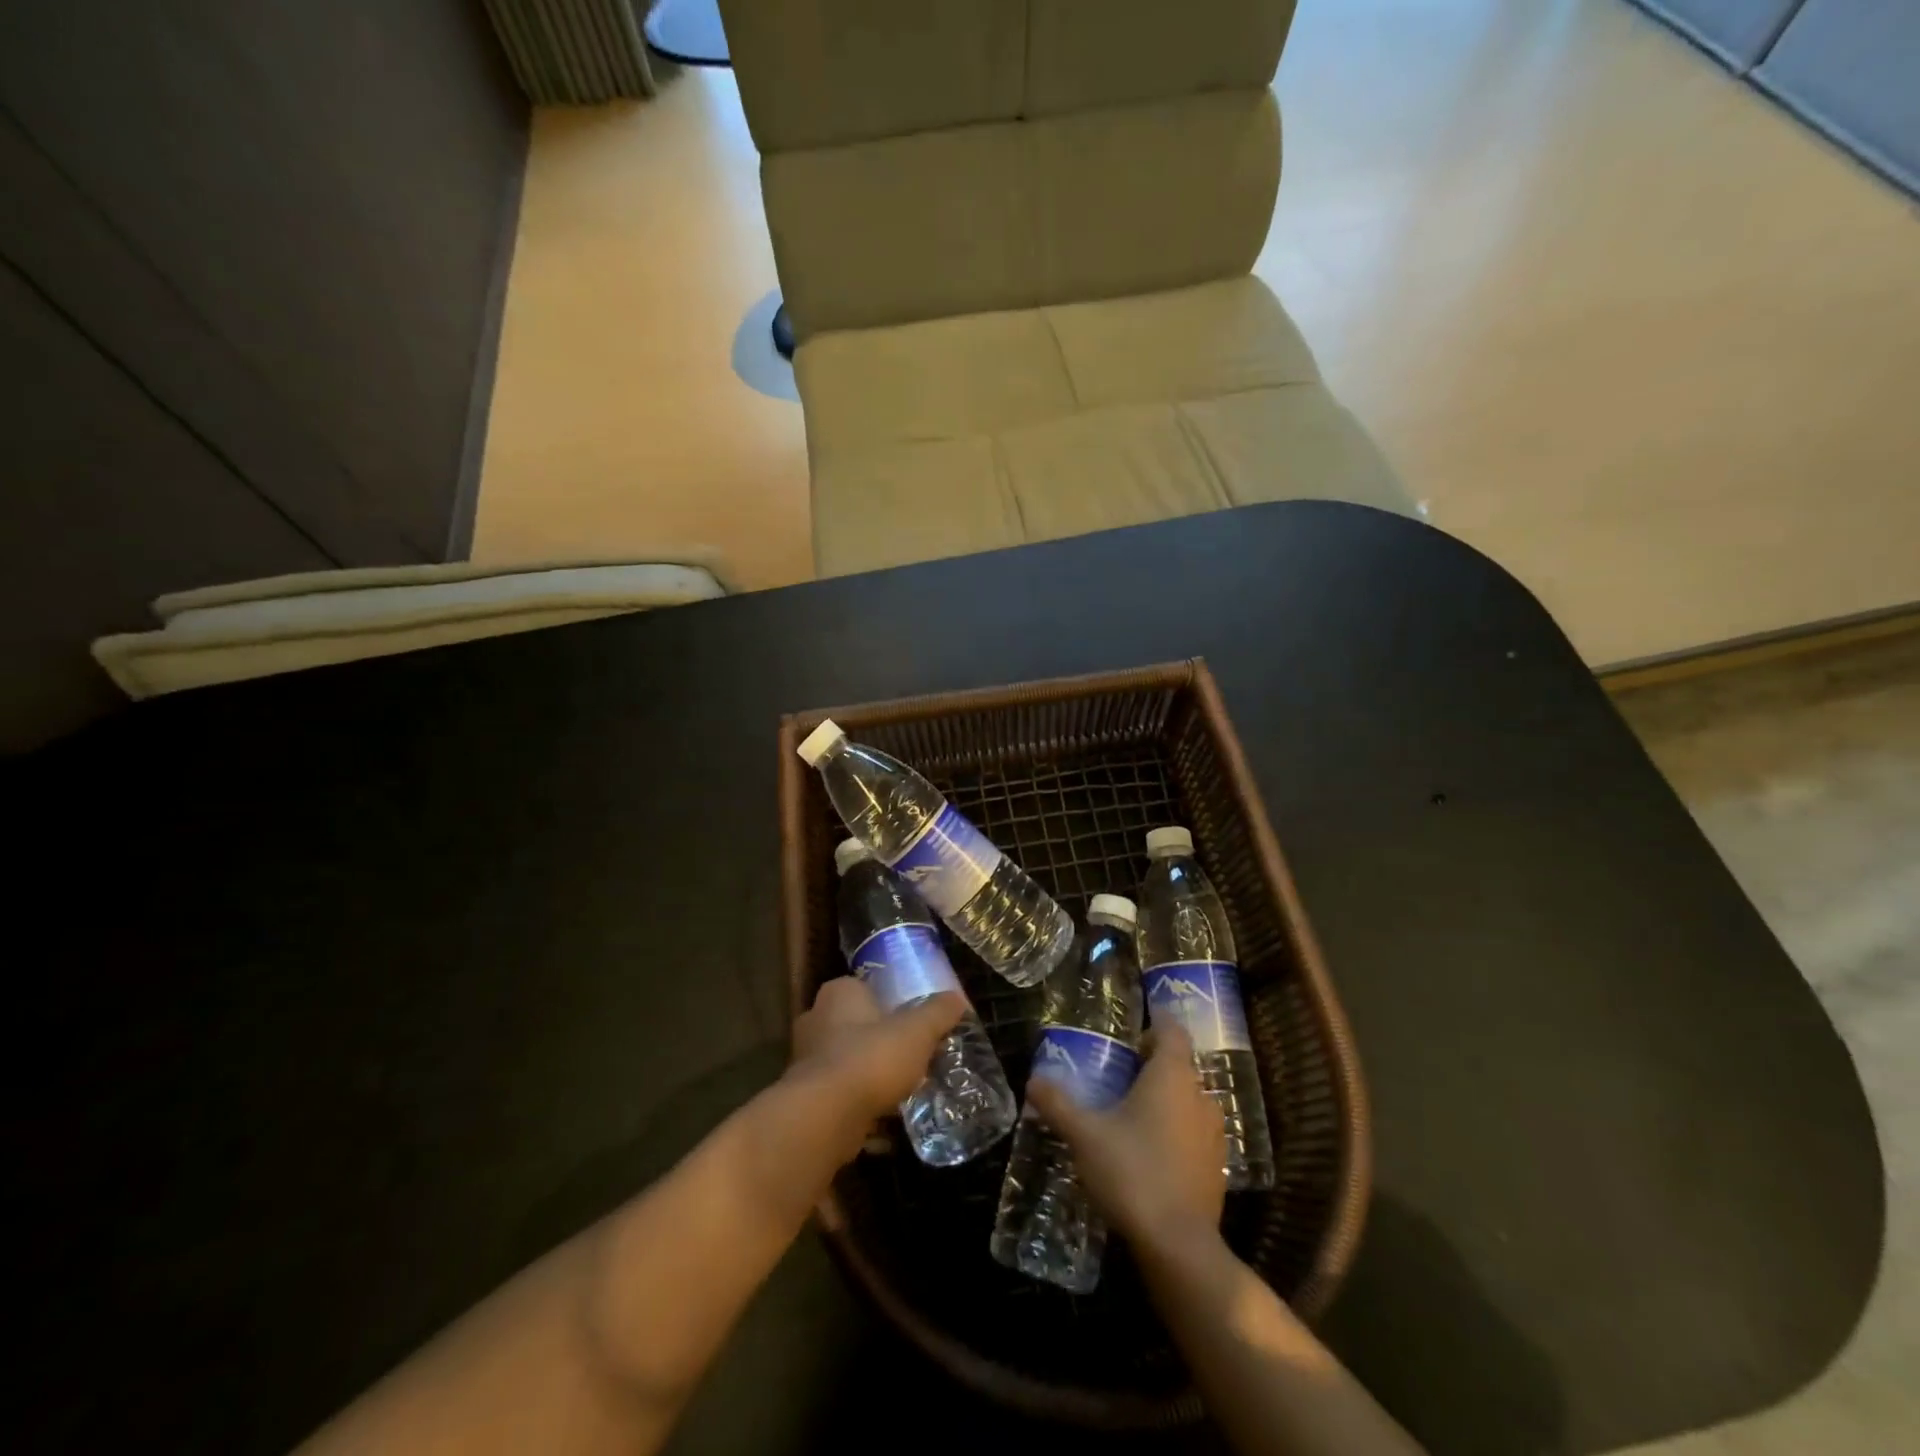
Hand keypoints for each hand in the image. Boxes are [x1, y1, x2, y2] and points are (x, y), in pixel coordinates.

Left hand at [789, 977, 964, 1133]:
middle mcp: (816, 1019)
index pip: (864, 988)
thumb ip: (937, 1013)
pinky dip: (859, 1105)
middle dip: (879, 1040)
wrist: (825, 1117)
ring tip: (901, 1089)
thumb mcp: (917, 1031)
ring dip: (869, 1074)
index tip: (911, 1021)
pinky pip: (840, 1096)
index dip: (889, 1002)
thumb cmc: (871, 1058)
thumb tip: (956, 999)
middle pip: (855, 1025)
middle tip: (910, 1055)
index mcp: (839, 993)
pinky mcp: (806, 1098)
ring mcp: (806, 1060)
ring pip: (847, 1061)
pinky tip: (884, 1122)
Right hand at [1027, 1024, 1225, 1248]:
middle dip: (1152, 1061)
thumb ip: (1058, 1104)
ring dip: (1165, 1096)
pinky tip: (1148, 1147)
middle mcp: (1199, 1096)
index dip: (1156, 1020)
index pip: (1172, 1030)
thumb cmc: (1132, 1172)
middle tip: (1119, 1067)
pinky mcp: (1216, 1167)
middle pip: (1180, 1064)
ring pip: (1188, 1099)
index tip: (1134, 1023)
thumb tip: (1032, 1081)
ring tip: (1130, 1107)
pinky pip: (1194, 1131)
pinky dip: (1174, 1128)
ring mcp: (1213, 1133)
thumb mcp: (1085, 1135)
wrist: (1179, 1246)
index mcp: (1172, 1075)